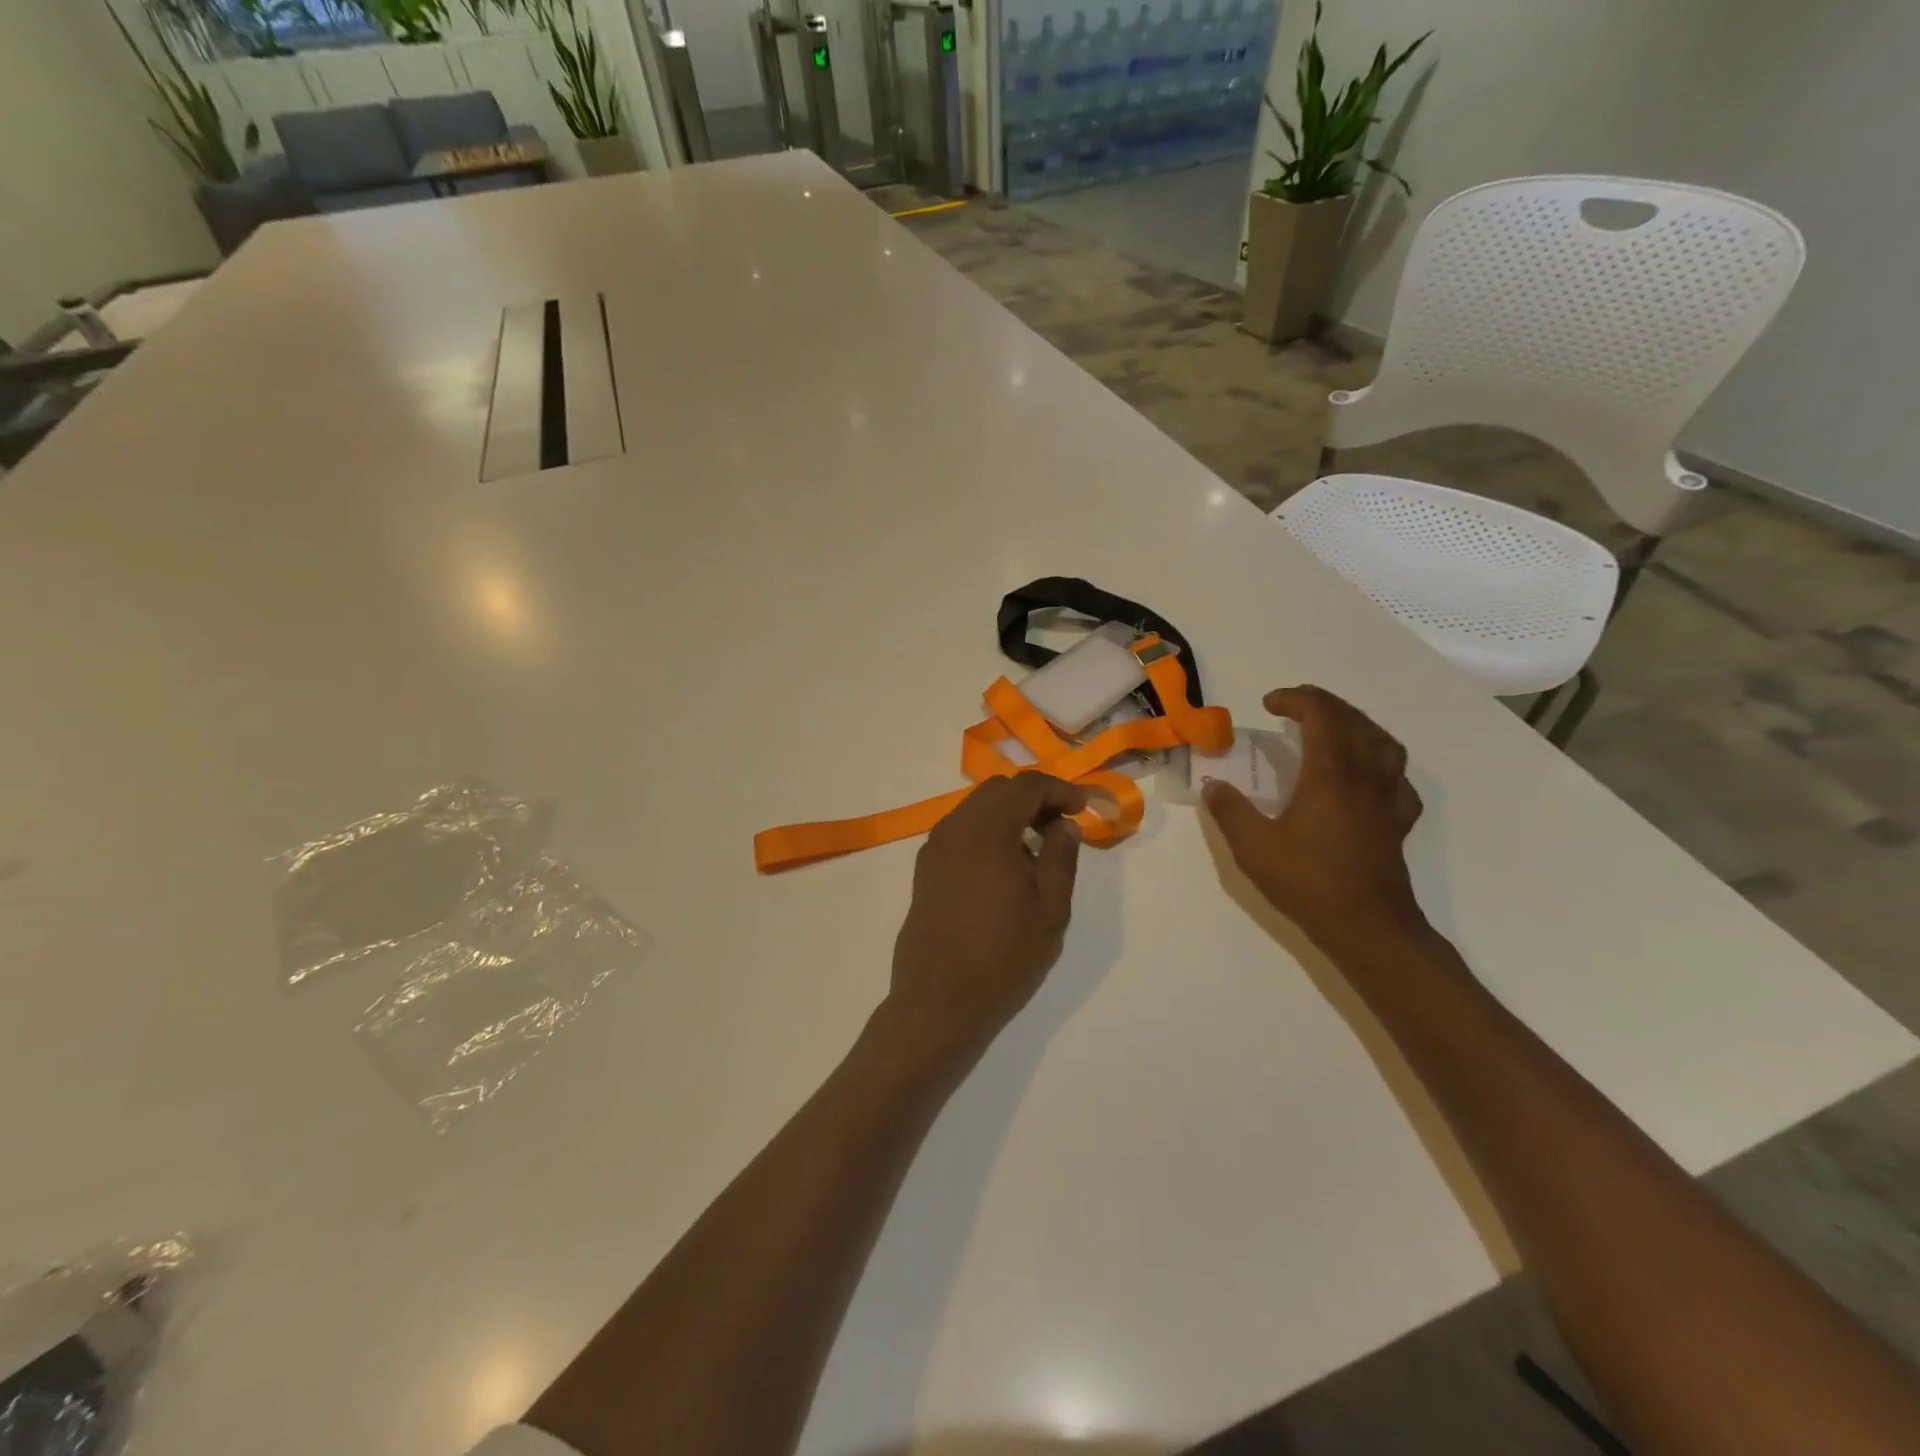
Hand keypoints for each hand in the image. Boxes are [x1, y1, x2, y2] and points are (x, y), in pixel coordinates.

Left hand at [885, 773, 1086, 1058]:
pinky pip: (961, 829)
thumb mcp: (1050, 911)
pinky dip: (988, 830)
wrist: (937, 999)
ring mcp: (935, 847)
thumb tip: (1064, 825)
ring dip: (1009, 813)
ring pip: (976, 807)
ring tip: (1037, 847)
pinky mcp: (926, 867)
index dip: (1059, 789)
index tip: (1083, 808)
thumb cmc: (1002, 957)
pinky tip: (1005, 864)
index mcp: (987, 832)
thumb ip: (1061, 859)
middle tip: (1062, 825)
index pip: (1026, 786)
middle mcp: (955, 828)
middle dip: (1034, 797)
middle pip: (998, 790)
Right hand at [1204, 687, 1426, 950]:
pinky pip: (1398, 779)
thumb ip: (1230, 811)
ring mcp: (1387, 799)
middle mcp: (1364, 777)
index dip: (1296, 699)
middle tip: (1295, 706)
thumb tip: (1213, 786)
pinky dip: (1381, 765)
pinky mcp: (1397, 823)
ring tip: (1334, 729)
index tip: (1269, 703)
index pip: (1321, 716)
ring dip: (1357, 725)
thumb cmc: (1308, 882)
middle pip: (1354, 721)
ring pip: (1384, 744)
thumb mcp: (1253, 847)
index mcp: (1330, 775)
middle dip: (1323, 704)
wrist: (1367, 926)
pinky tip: (1366, 777)